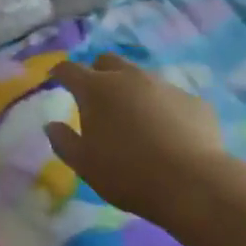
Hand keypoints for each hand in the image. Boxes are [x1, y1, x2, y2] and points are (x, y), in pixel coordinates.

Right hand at [47, 54, 230, 226]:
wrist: (193, 184)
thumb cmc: (127, 173)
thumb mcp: (84, 164)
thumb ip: (63, 141)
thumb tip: (51, 125)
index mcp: (96, 89)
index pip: (69, 69)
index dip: (60, 73)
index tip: (56, 79)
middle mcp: (129, 77)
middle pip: (107, 61)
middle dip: (97, 72)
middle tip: (96, 97)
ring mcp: (165, 86)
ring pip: (141, 78)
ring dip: (132, 91)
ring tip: (135, 119)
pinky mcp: (194, 101)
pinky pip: (171, 98)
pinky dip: (163, 109)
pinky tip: (169, 134)